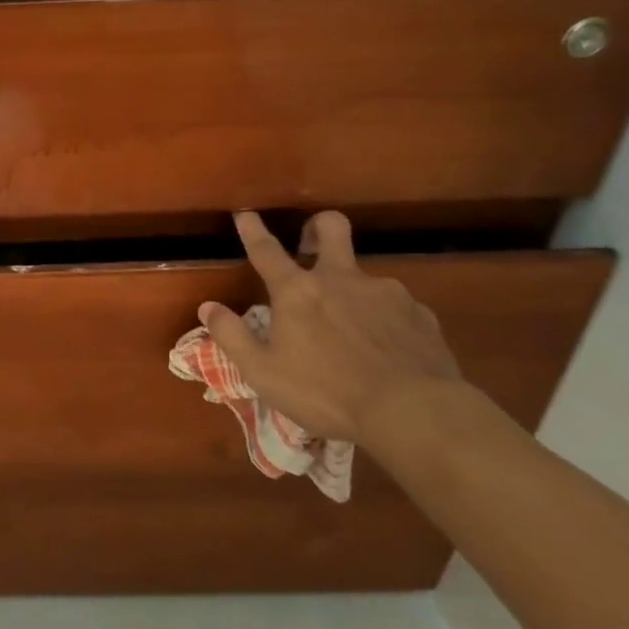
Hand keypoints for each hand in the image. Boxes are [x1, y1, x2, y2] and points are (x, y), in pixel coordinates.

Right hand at [198, 211, 463, 449]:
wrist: (414, 413)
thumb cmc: (326, 393)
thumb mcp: (263, 372)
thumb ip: (232, 335)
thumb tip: (208, 306)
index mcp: (297, 291)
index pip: (266, 250)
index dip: (253, 230)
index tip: (245, 214)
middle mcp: (341, 279)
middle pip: (331, 228)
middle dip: (318, 227)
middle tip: (311, 245)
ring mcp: (385, 293)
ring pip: (365, 276)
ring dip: (353, 291)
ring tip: (352, 331)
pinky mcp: (420, 315)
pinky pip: (396, 308)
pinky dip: (385, 320)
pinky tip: (387, 350)